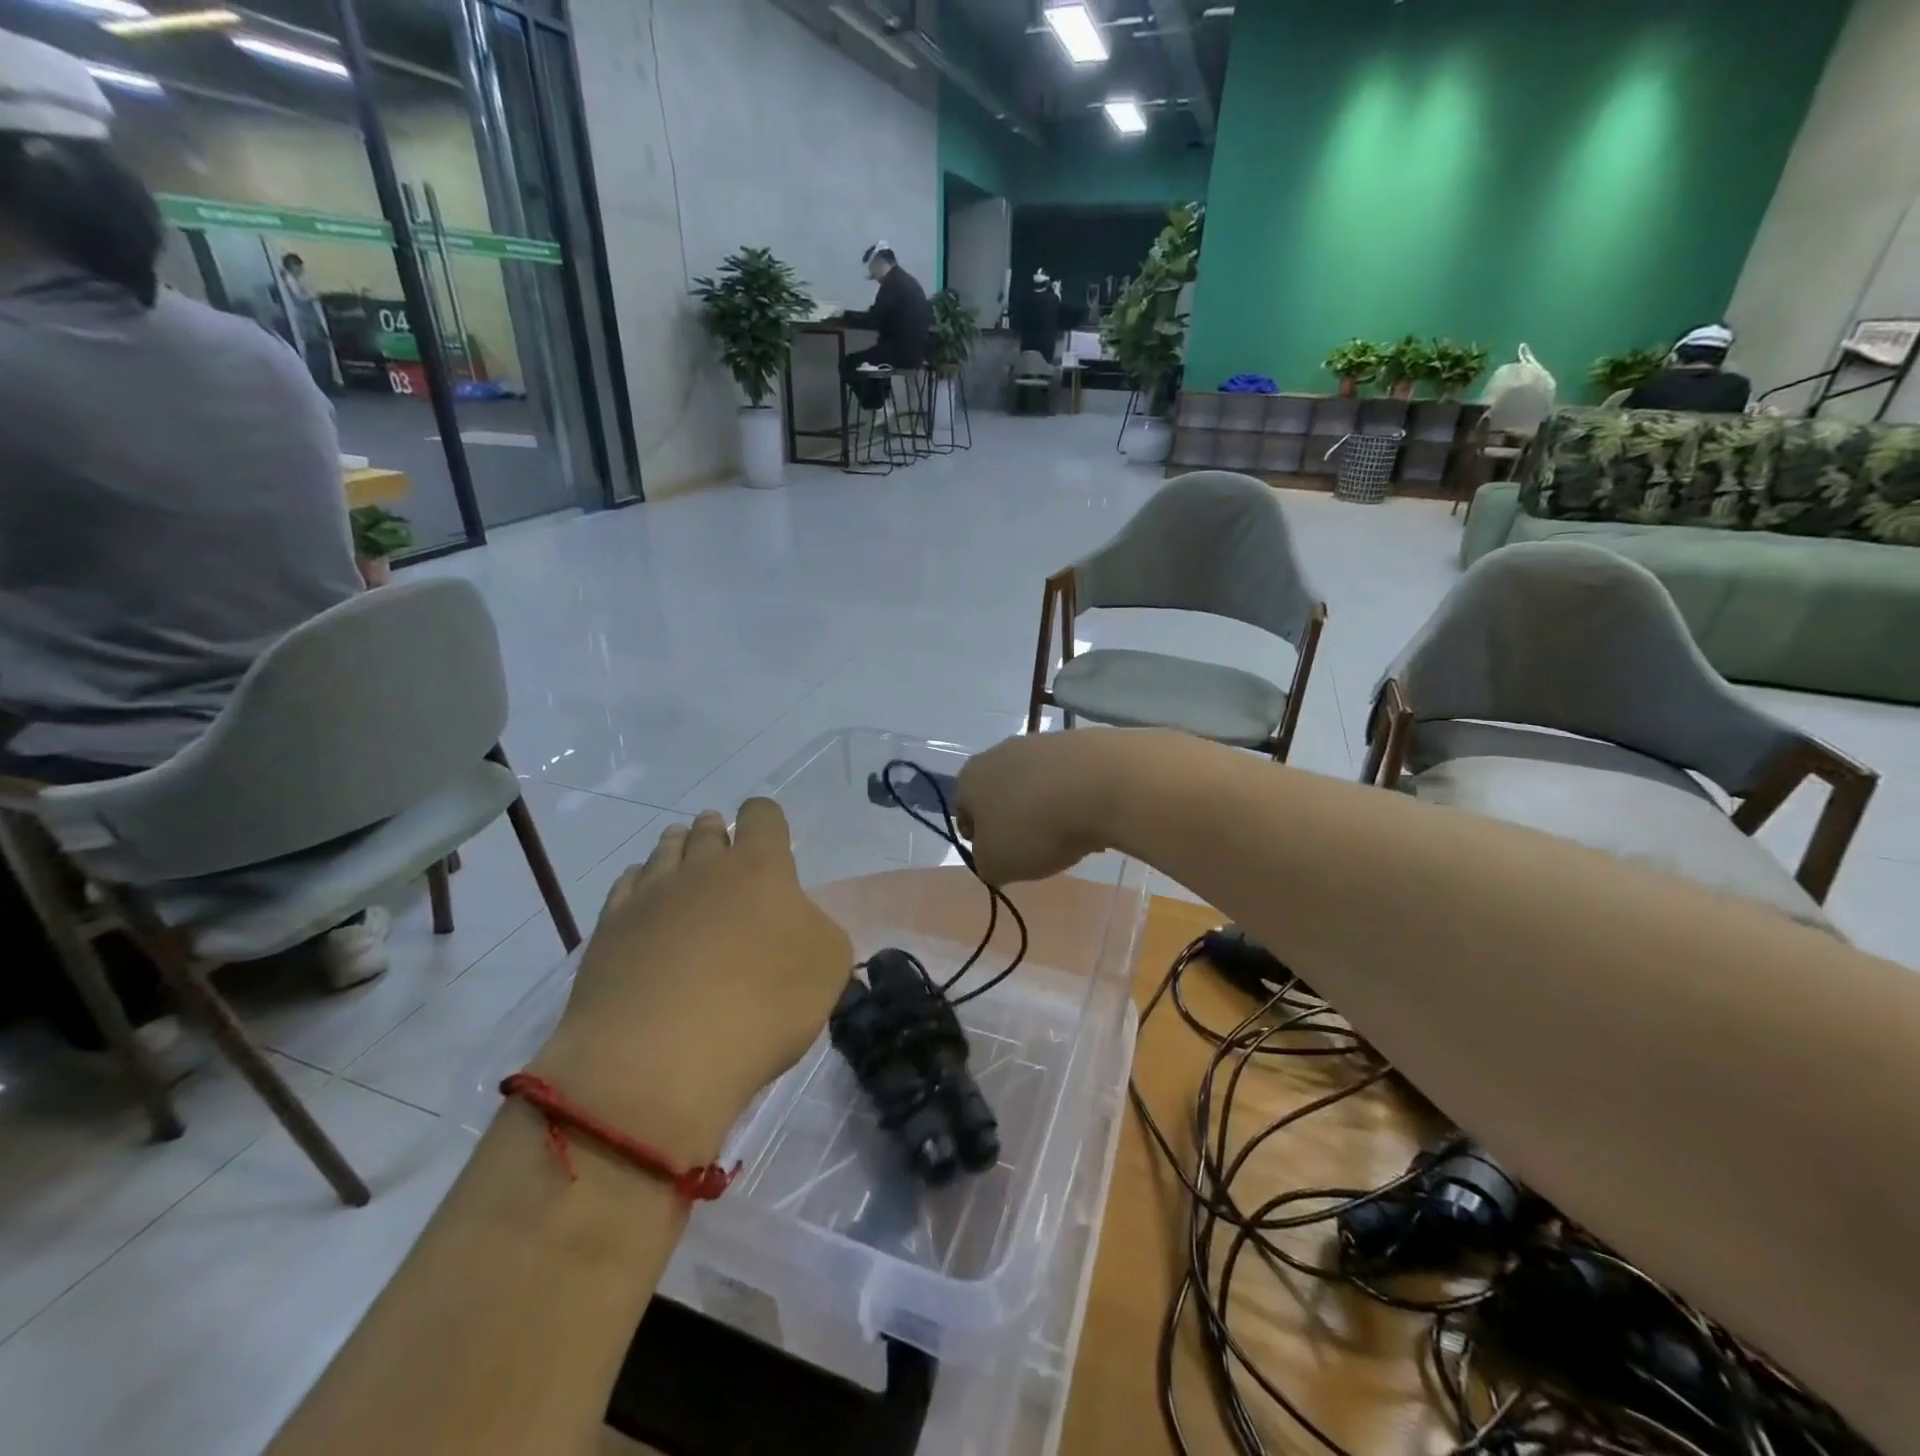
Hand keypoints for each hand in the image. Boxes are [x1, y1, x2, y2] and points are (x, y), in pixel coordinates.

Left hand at [533, 801, 851, 1157]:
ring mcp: (650, 895)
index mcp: (760, 867)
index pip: (762, 816)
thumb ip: (817, 930)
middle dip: (719, 835)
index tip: (771, 843)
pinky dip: (641, 886)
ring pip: (665, 851)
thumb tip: (795, 925)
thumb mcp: (829, 966)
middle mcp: (702, 867)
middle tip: (726, 857)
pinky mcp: (609, 928)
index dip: (767, 822)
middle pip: (708, 829)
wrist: (660, 1060)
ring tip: (686, 869)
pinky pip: (627, 885)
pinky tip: (646, 904)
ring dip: (679, 851)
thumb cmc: (762, 1005)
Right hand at [954, 731, 1130, 884]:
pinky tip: (1092, 818)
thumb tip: (993, 857)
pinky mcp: (1079, 743)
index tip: (998, 858)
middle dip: (1013, 821)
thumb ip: (986, 864)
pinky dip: (1075, 798)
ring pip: (1036, 785)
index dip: (978, 838)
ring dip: (1045, 809)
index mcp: (970, 778)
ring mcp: (1041, 743)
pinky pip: (1069, 779)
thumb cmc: (1034, 828)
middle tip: (1032, 849)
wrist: (1101, 784)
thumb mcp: (996, 865)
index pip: (963, 811)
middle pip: (1000, 794)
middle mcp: (1000, 752)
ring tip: (1068, 837)